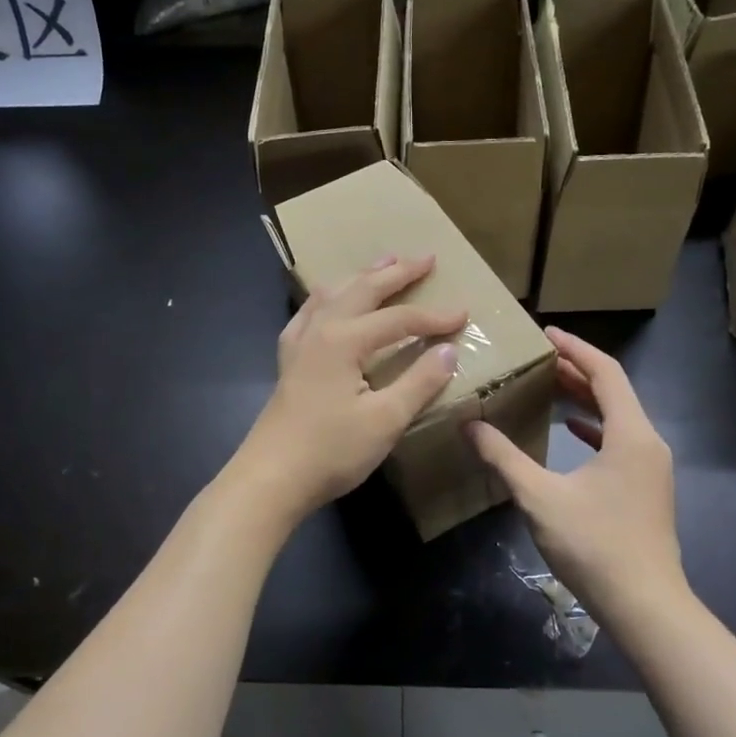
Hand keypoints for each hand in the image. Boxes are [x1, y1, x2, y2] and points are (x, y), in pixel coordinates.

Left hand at [233, 256, 467, 524]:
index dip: (434, 317)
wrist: (271, 478)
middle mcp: (320, 330)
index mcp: (344, 340)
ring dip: (362, 277)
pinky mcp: (289, 361)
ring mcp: (299, 344)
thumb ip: (419, 382)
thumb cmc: (331, 451)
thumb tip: (448, 350)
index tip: (464, 314)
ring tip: (383, 263)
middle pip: (363, 290)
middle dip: (396, 273)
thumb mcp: (385, 420)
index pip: (399, 320)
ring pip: (333, 295)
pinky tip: (329, 301)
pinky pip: (310, 313)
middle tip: (425, 258)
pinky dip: (328, 298)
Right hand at [466, 328, 686, 626]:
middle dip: (577, 370)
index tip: (546, 333)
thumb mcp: (540, 497)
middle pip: (614, 390)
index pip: (605, 372)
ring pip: (618, 416)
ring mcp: (651, 467)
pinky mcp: (646, 488)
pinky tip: (570, 431)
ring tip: (549, 385)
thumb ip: (503, 458)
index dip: (575, 349)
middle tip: (539, 357)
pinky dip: (593, 427)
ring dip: (585, 398)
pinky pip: (619, 440)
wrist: (645, 606)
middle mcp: (647, 442)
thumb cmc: (595, 545)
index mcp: (630, 434)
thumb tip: (469, 426)